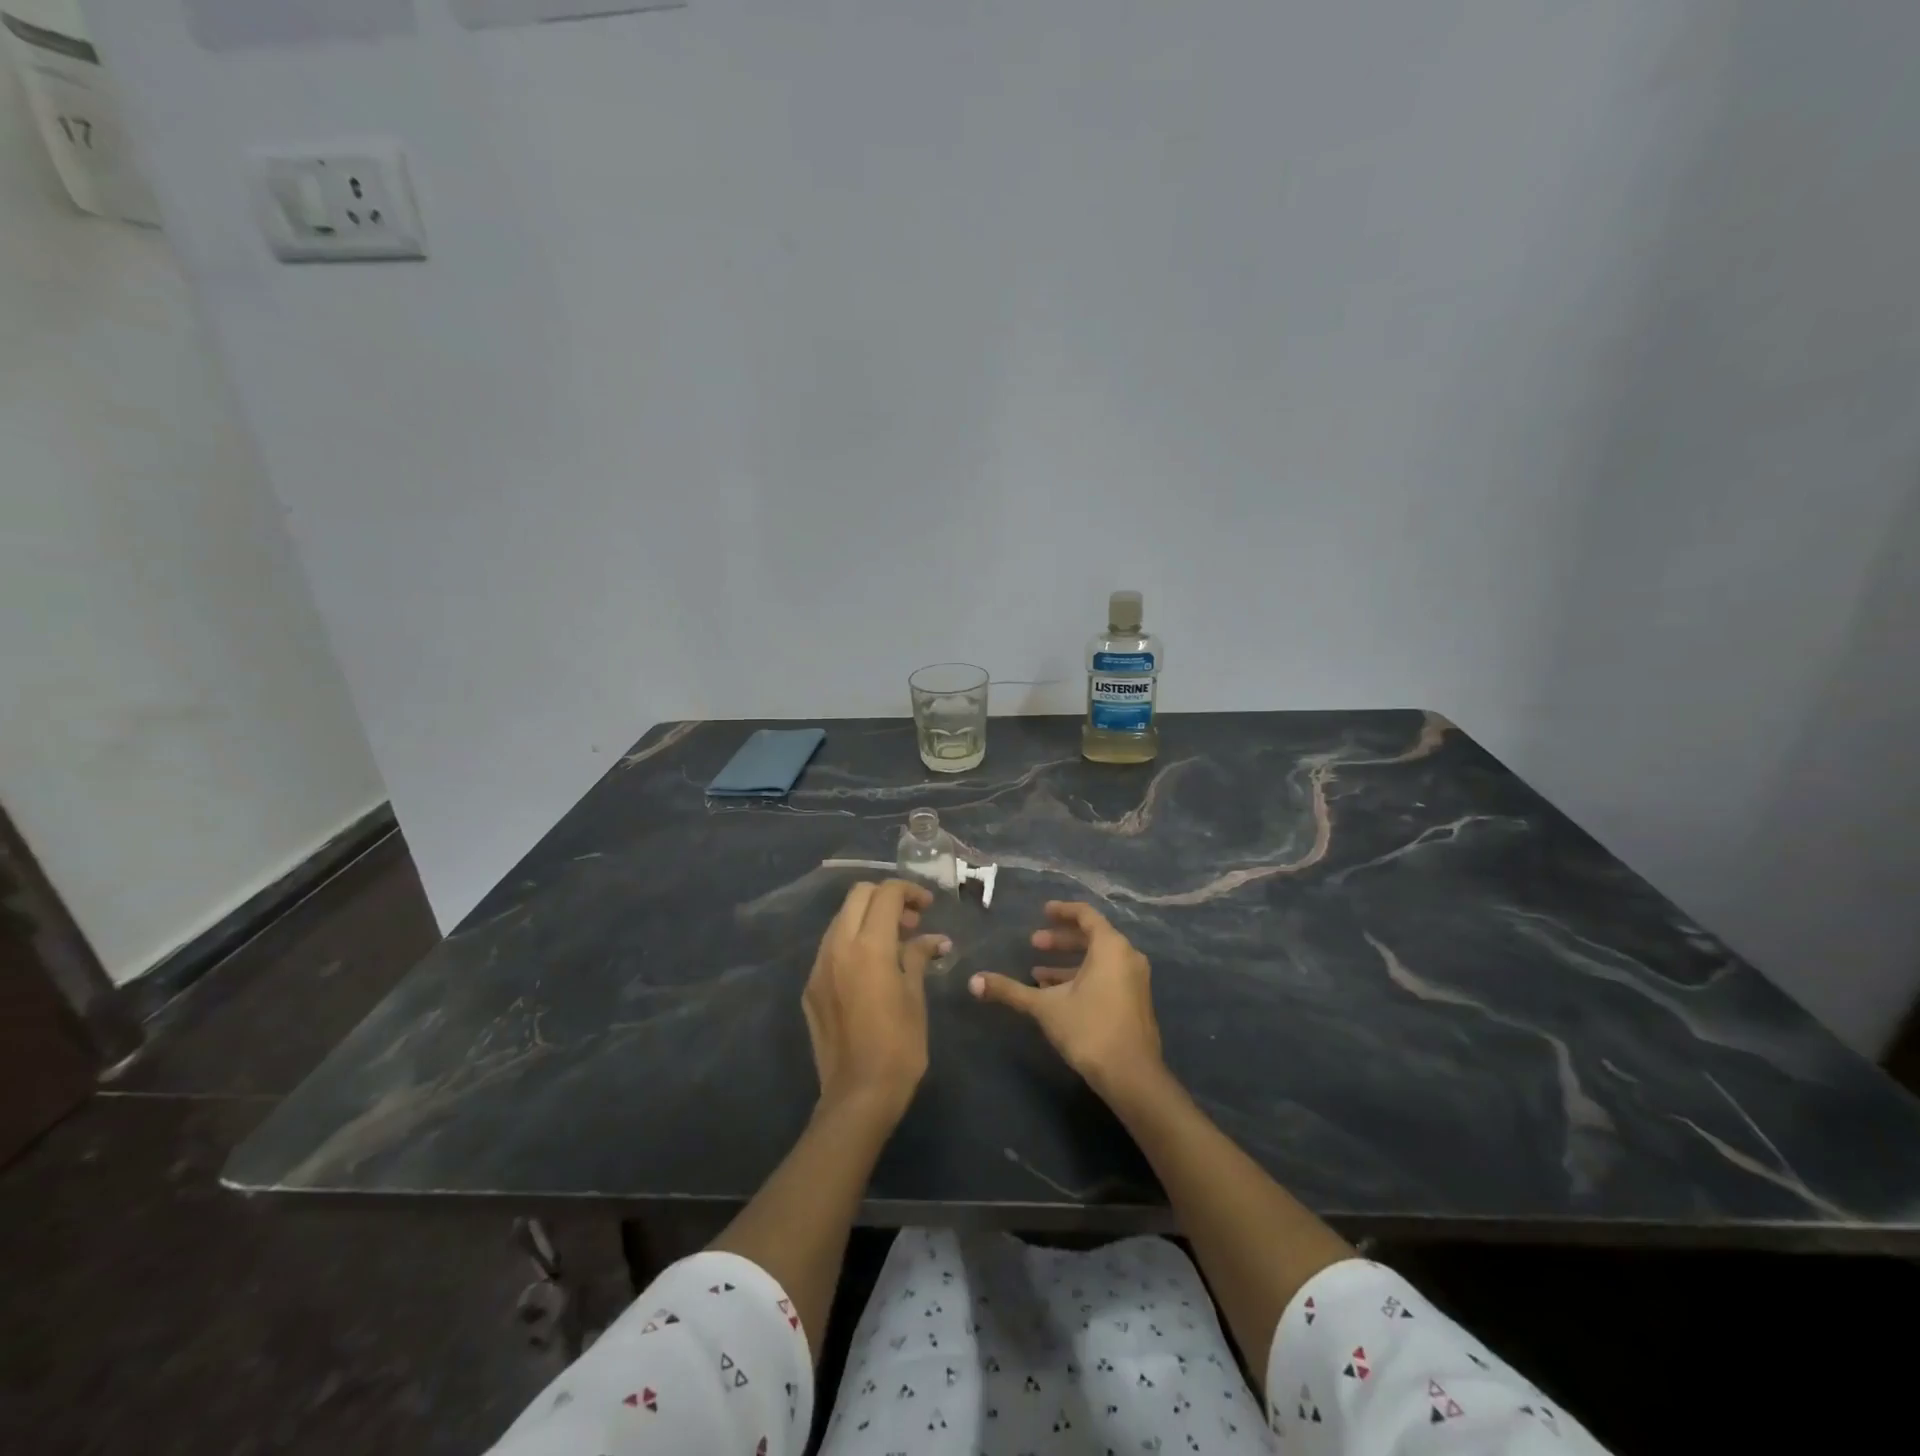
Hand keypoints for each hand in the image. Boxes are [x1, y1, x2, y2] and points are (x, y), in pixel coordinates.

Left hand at [802, 880, 948, 1117]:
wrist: (858, 1095)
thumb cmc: (899, 1045)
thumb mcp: (915, 996)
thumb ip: (919, 957)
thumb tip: (934, 940)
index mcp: (869, 946)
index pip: (886, 894)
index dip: (910, 891)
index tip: (928, 906)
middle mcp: (838, 947)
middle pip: (858, 896)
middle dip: (886, 898)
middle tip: (911, 921)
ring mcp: (819, 967)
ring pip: (841, 919)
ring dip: (867, 918)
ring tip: (894, 943)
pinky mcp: (811, 988)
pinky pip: (831, 948)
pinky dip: (852, 942)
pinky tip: (871, 968)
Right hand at [969, 901, 1162, 1099]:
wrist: (1132, 1077)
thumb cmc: (1089, 1029)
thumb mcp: (1045, 1007)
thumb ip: (1010, 990)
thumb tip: (973, 982)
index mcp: (1111, 947)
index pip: (1086, 915)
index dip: (1063, 911)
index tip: (1042, 911)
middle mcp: (1128, 957)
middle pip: (1092, 937)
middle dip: (1061, 940)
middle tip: (1034, 943)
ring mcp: (1135, 980)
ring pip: (1099, 960)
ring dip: (1068, 963)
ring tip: (1037, 973)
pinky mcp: (1135, 1001)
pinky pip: (1107, 976)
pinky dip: (1082, 978)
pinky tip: (1057, 995)